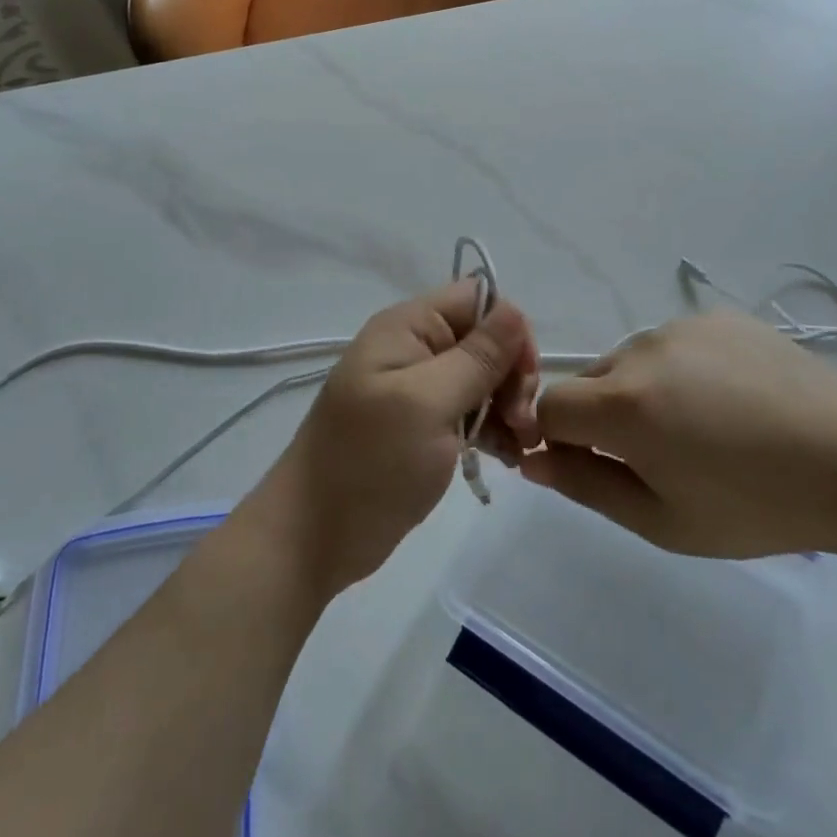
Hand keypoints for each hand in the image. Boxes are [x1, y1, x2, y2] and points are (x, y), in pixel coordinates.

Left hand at [265, 280, 537, 596]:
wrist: (314, 536)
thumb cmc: (370, 462)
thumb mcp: (428, 403)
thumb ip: (476, 357)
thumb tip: (514, 311)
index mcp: (407, 328)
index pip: (477, 300)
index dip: (508, 331)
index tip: (522, 379)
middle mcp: (413, 349)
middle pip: (484, 340)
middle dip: (511, 376)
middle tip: (521, 423)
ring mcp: (417, 390)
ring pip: (482, 379)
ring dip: (508, 407)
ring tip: (519, 448)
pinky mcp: (423, 427)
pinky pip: (470, 412)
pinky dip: (493, 430)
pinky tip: (506, 458)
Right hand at [520, 309, 836, 559]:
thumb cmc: (758, 507)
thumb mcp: (663, 520)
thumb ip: (585, 486)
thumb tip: (532, 458)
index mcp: (623, 402)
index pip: (548, 409)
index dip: (557, 441)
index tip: (592, 467)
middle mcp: (641, 349)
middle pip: (589, 383)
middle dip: (603, 419)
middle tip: (662, 459)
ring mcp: (681, 326)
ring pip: (631, 363)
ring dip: (643, 393)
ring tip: (706, 429)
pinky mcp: (717, 316)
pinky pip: (673, 345)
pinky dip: (681, 371)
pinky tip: (732, 399)